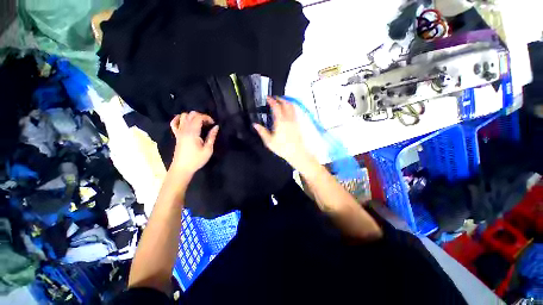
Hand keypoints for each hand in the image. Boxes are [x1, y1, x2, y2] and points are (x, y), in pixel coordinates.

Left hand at [170, 111, 218, 174]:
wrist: (182, 168)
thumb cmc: (196, 160)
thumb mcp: (208, 149)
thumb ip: (212, 137)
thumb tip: (216, 127)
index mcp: (193, 132)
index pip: (198, 117)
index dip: (207, 117)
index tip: (213, 124)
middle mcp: (184, 129)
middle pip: (191, 115)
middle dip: (201, 116)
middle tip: (208, 124)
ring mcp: (179, 131)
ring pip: (183, 116)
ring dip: (192, 117)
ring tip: (199, 123)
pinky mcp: (176, 135)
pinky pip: (174, 123)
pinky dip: (179, 119)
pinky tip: (185, 121)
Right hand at [253, 97, 312, 168]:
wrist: (296, 153)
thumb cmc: (283, 148)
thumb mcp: (269, 141)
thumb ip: (262, 132)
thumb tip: (255, 125)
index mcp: (280, 122)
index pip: (276, 107)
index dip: (272, 101)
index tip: (268, 98)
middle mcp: (288, 119)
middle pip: (286, 104)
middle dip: (280, 99)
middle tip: (274, 98)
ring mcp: (294, 121)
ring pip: (292, 107)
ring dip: (286, 102)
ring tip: (281, 102)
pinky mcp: (298, 124)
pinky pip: (295, 112)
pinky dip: (291, 108)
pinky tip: (288, 111)